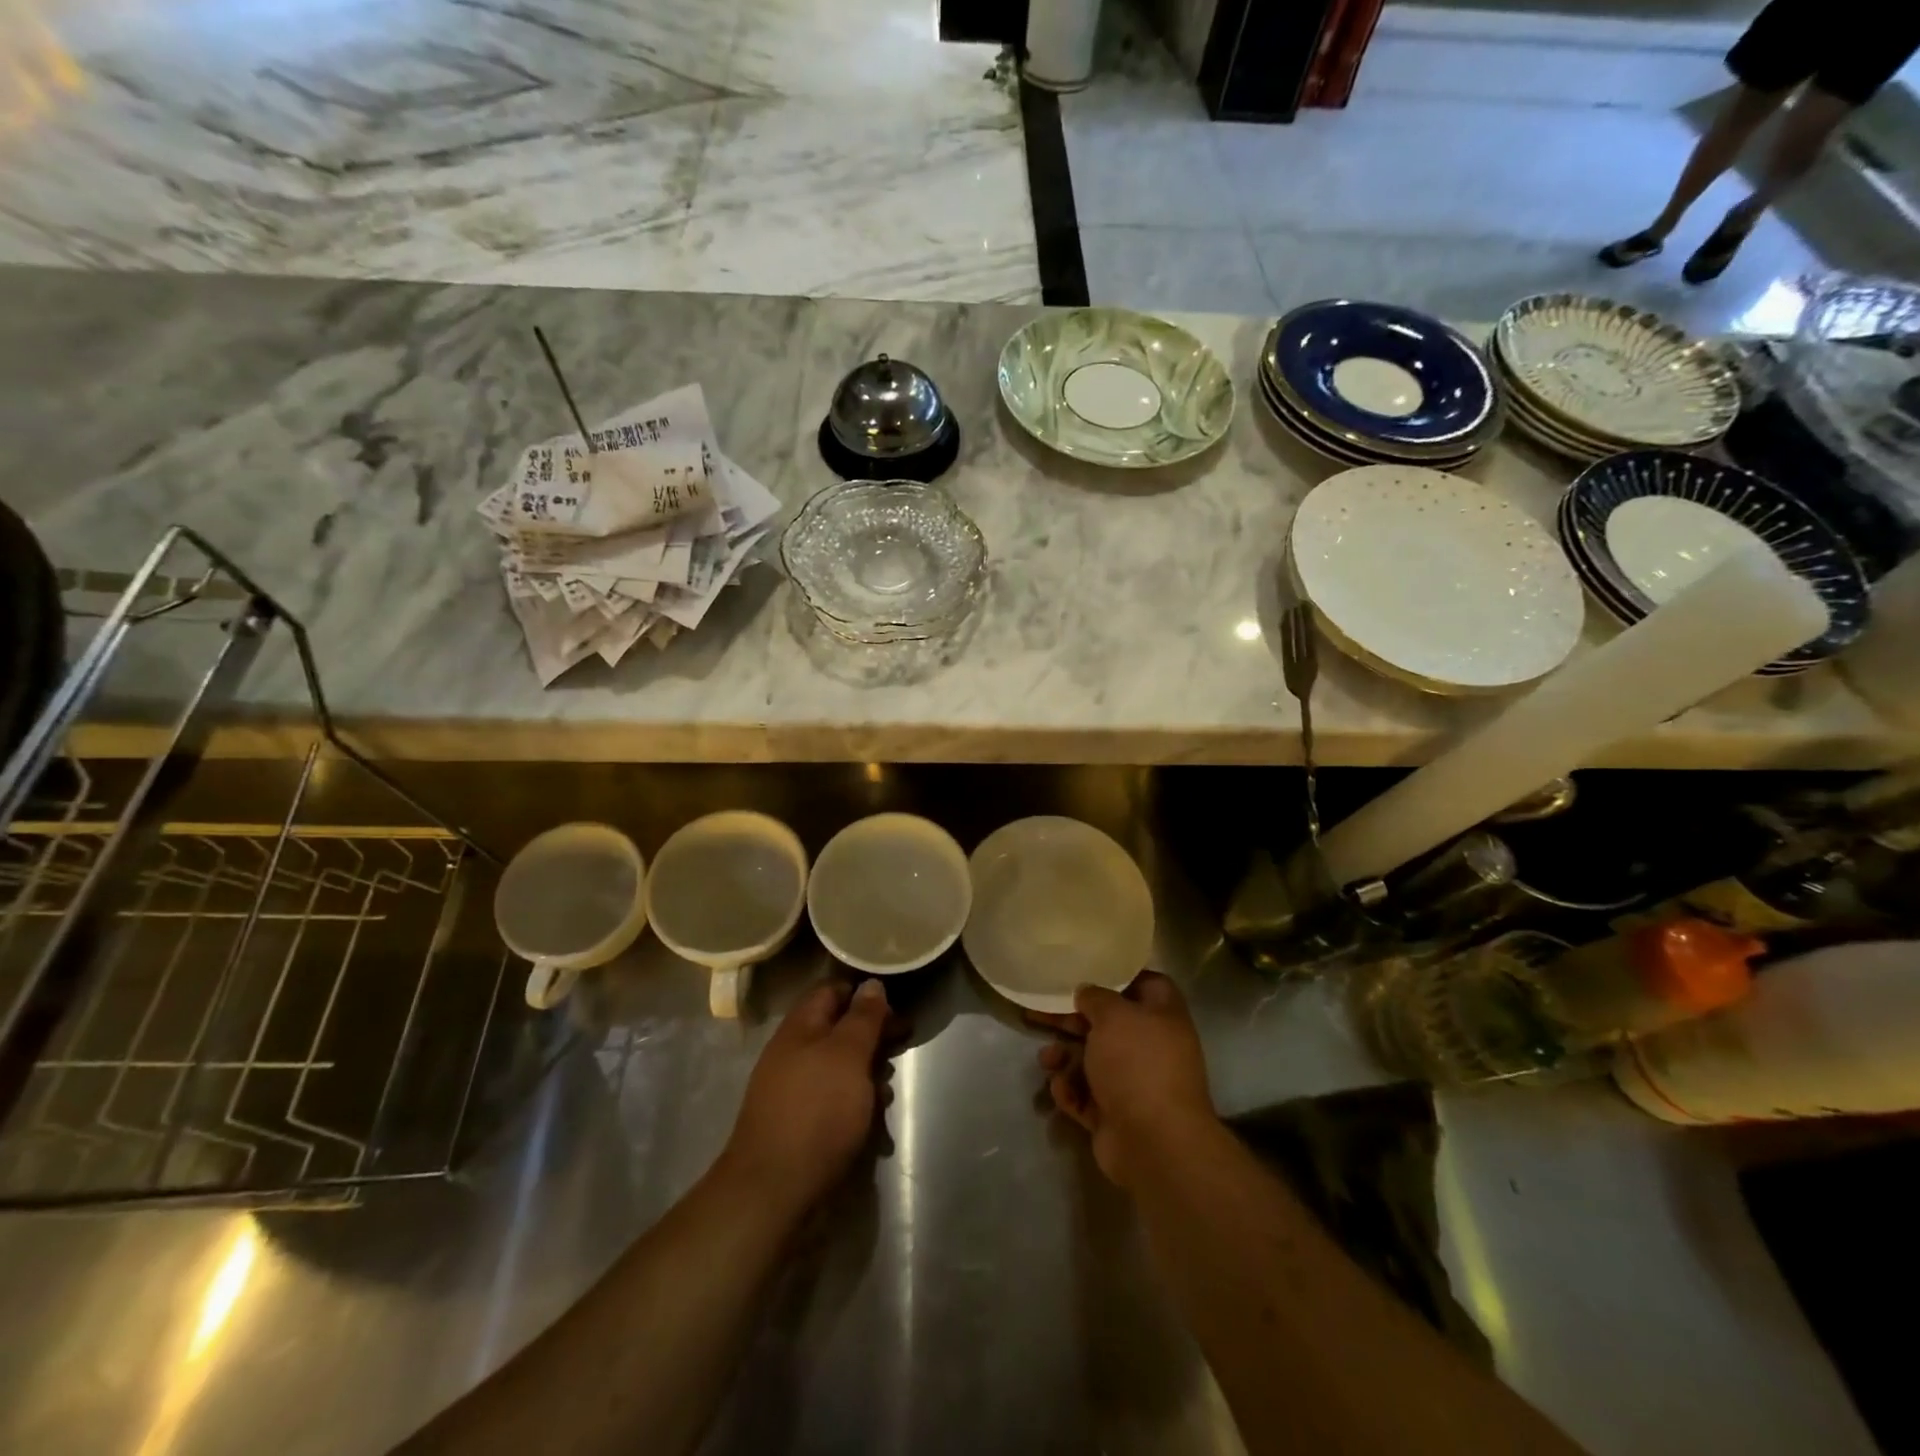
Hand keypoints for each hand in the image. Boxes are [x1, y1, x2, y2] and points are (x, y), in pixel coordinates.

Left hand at [720, 979, 892, 1216]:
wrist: (773, 1191)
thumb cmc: (817, 1111)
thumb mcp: (848, 1055)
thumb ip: (863, 1018)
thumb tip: (871, 984)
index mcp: (800, 1028)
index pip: (832, 991)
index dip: (864, 993)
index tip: (896, 1005)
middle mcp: (794, 1054)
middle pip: (839, 1031)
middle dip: (873, 1038)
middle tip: (903, 1045)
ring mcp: (795, 1092)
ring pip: (840, 1070)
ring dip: (869, 1077)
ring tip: (888, 1096)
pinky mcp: (800, 1126)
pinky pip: (834, 1104)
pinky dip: (857, 1110)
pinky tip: (875, 1130)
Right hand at [1035, 973, 1216, 1187]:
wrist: (1154, 1143)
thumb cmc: (1137, 1064)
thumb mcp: (1113, 1016)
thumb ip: (1095, 998)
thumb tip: (1086, 993)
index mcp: (1163, 1016)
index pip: (1146, 984)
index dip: (1118, 977)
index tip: (1087, 973)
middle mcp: (1151, 1047)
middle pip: (1108, 1025)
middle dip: (1073, 1020)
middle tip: (1040, 1014)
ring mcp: (1134, 1084)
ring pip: (1092, 1061)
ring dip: (1065, 1058)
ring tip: (1046, 1060)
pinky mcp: (1115, 1115)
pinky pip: (1086, 1095)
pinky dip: (1071, 1091)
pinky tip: (1061, 1089)